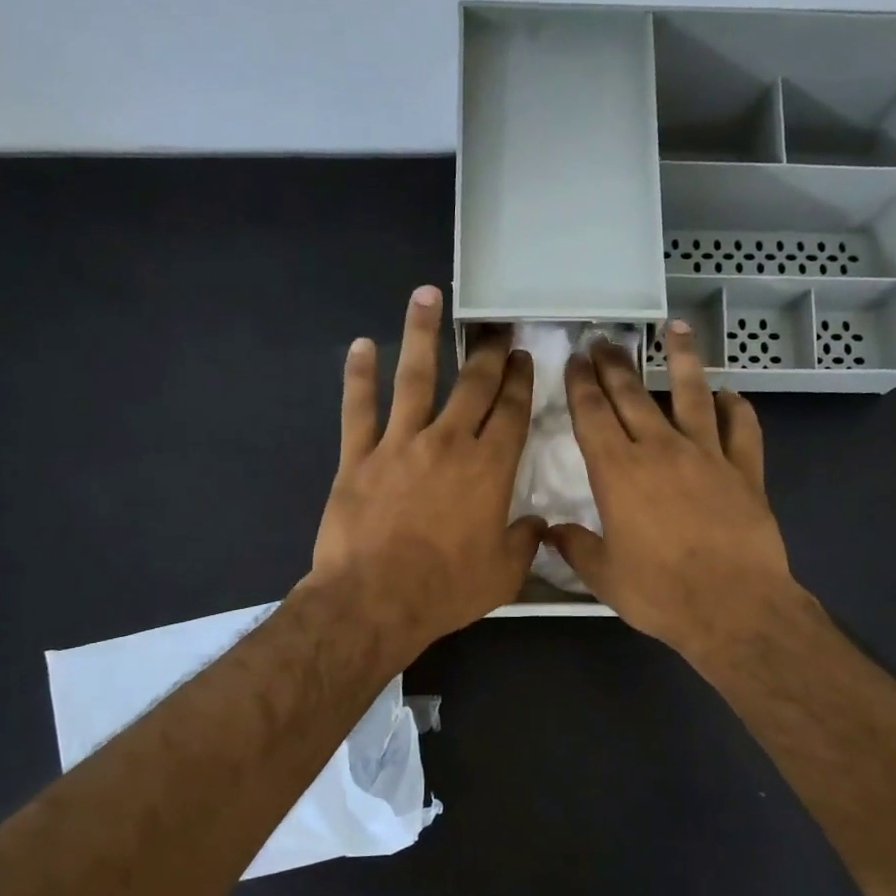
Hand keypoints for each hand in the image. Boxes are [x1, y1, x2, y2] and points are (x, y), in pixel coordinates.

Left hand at [307, 286, 543, 662]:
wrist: (376, 600)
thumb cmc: (446, 589)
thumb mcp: (504, 574)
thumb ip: (525, 542)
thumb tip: (537, 523)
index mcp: (489, 469)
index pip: (512, 413)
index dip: (520, 382)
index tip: (523, 358)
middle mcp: (448, 443)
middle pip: (473, 385)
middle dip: (487, 352)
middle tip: (495, 325)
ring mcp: (399, 444)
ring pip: (414, 378)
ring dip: (421, 333)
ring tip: (426, 295)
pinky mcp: (358, 457)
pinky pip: (358, 408)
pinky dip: (359, 375)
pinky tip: (360, 345)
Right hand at [549, 322, 794, 662]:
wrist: (733, 605)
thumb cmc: (660, 593)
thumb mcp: (603, 576)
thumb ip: (575, 547)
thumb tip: (550, 531)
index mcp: (618, 472)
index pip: (592, 415)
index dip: (580, 384)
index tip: (575, 359)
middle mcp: (660, 450)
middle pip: (633, 394)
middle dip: (615, 364)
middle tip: (604, 340)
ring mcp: (707, 455)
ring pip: (692, 394)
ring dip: (681, 359)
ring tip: (675, 329)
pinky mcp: (746, 470)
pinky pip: (742, 428)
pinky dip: (736, 408)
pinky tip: (730, 395)